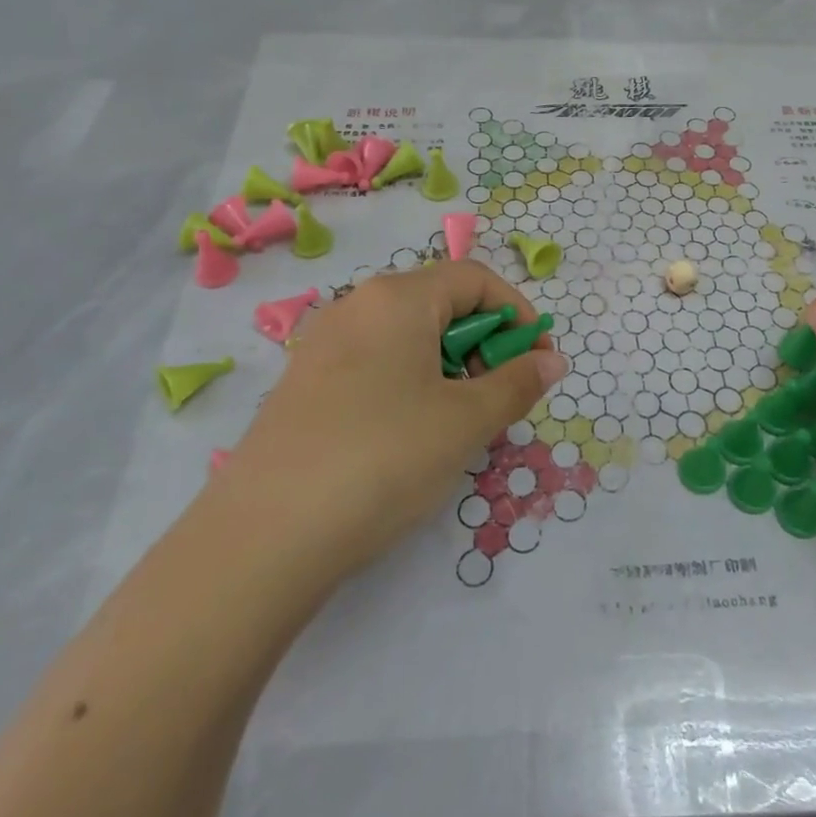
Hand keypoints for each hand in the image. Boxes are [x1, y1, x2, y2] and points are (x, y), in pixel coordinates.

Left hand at [227, 261, 567, 577]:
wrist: (264, 537)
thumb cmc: (383, 458)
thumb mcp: (465, 421)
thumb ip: (517, 383)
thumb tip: (551, 361)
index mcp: (396, 298)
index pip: (475, 279)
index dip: (517, 314)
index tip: (537, 361)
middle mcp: (355, 307)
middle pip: (439, 305)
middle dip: (483, 345)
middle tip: (498, 399)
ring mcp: (322, 346)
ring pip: (407, 338)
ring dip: (449, 369)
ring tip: (458, 424)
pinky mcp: (303, 385)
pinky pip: (374, 365)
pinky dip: (410, 385)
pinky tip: (409, 438)